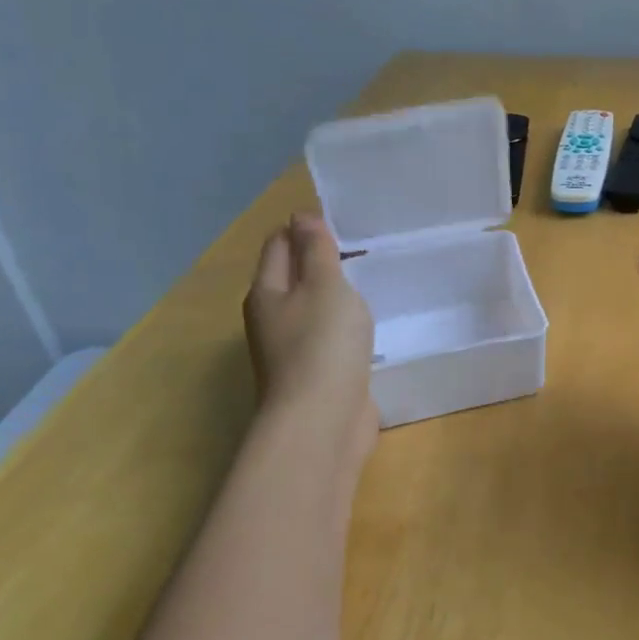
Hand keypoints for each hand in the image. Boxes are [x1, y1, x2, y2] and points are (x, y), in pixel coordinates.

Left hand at [245, 216, 377, 451]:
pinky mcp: (316, 374)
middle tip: (364, 248)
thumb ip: (316, 251)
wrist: (322, 422)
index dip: (305, 227)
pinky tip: (368, 326)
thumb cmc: (322, 345)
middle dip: (322, 259)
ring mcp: (292, 350)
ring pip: (313, 309)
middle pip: (293, 276)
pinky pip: (329, 337)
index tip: (344, 221)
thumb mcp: (324, 286)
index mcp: (267, 292)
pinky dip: (345, 326)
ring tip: (371, 281)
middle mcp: (272, 318)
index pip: (279, 244)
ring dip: (336, 295)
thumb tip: (301, 217)